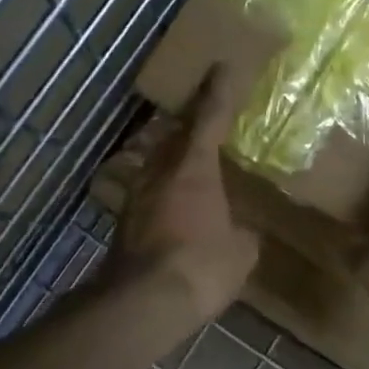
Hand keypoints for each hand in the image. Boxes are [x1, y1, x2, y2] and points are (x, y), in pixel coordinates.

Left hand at [110, 65, 259, 322]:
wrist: (144, 302)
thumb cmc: (201, 265)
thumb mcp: (240, 252)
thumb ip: (243, 234)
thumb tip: (242, 233)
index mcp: (194, 167)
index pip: (208, 118)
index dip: (218, 92)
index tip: (222, 66)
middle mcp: (160, 171)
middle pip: (173, 133)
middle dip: (189, 119)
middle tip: (203, 111)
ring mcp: (137, 195)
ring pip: (155, 160)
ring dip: (171, 152)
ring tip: (188, 155)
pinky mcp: (125, 221)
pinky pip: (149, 189)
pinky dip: (163, 185)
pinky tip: (173, 200)